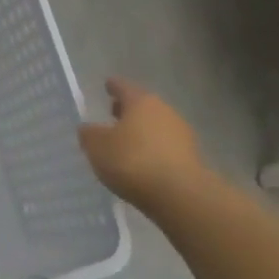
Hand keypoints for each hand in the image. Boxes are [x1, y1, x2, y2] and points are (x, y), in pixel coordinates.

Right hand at [78, 77, 211, 213]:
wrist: (179, 194)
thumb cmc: (132, 161)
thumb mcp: (97, 147)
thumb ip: (89, 134)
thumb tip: (88, 128)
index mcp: (141, 102)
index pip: (123, 87)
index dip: (113, 86)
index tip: (107, 84)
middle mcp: (164, 111)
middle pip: (142, 106)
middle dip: (128, 110)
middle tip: (113, 114)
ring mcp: (181, 134)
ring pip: (155, 126)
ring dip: (141, 131)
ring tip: (125, 143)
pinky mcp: (190, 157)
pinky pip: (164, 147)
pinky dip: (152, 150)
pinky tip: (142, 163)